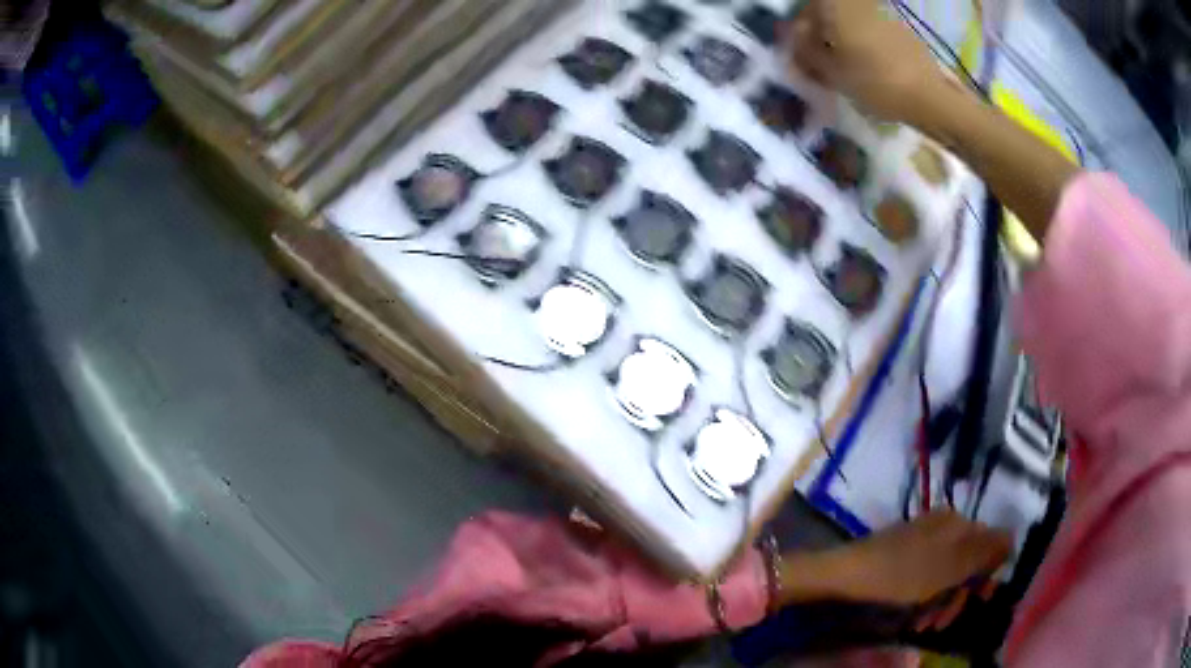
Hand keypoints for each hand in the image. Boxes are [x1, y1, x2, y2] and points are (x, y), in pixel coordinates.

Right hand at [786, 0, 953, 125]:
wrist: (929, 97)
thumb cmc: (874, 81)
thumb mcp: (830, 72)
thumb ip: (805, 52)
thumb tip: (796, 42)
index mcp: (835, 4)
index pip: (804, 12)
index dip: (799, 35)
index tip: (801, 57)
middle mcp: (857, 1)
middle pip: (828, 12)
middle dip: (821, 33)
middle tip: (821, 61)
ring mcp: (881, 10)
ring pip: (850, 19)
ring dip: (842, 37)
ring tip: (845, 65)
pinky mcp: (900, 26)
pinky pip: (871, 27)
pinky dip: (864, 41)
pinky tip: (869, 64)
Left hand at [824, 511, 1011, 606]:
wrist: (844, 576)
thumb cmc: (902, 574)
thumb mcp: (950, 567)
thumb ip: (985, 551)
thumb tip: (1013, 537)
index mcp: (957, 523)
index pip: (989, 545)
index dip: (987, 575)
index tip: (980, 600)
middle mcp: (942, 527)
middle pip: (967, 564)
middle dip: (959, 596)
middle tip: (943, 621)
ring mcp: (920, 543)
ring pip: (945, 577)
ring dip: (940, 604)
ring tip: (923, 626)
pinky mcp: (901, 559)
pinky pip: (924, 581)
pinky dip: (923, 601)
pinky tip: (912, 619)